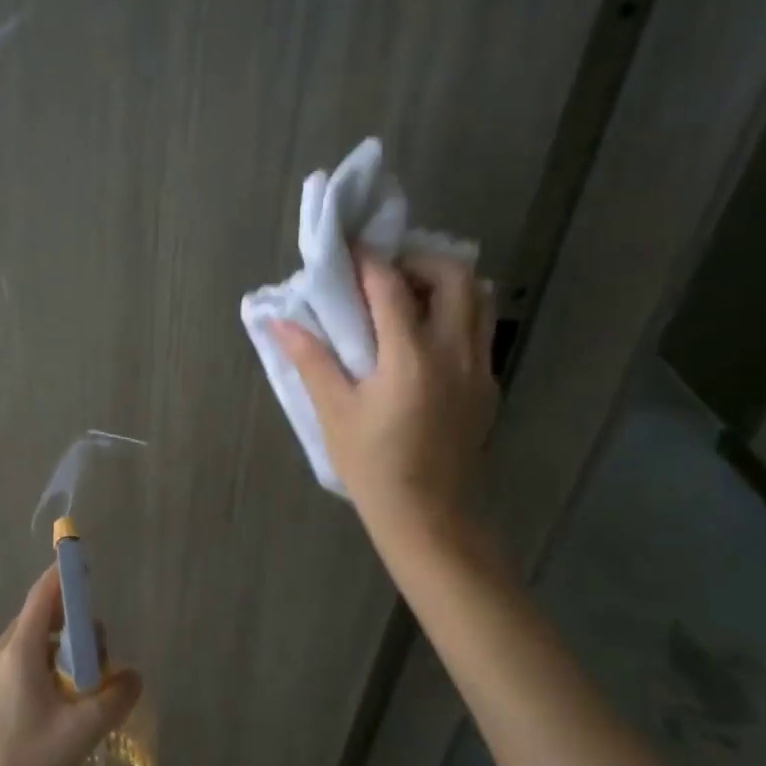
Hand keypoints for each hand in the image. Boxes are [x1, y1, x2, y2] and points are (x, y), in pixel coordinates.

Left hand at [0, 565, 142, 765]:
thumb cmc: (24, 764)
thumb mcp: (80, 733)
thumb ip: (114, 699)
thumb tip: (133, 677)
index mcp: (19, 651)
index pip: (44, 594)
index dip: (67, 577)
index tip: (89, 571)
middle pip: (40, 619)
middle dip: (74, 627)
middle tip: (99, 662)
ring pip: (29, 645)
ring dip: (59, 652)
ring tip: (81, 689)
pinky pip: (17, 666)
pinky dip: (42, 669)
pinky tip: (54, 708)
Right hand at [269, 251, 497, 542]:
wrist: (428, 517)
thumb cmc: (373, 466)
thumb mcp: (334, 412)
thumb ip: (310, 359)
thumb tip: (277, 321)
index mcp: (412, 358)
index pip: (392, 287)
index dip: (368, 260)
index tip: (349, 248)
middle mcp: (455, 353)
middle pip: (455, 276)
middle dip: (418, 261)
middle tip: (384, 273)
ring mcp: (479, 369)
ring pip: (478, 299)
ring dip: (444, 284)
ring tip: (407, 297)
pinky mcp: (488, 386)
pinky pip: (480, 329)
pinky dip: (456, 312)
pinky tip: (422, 336)